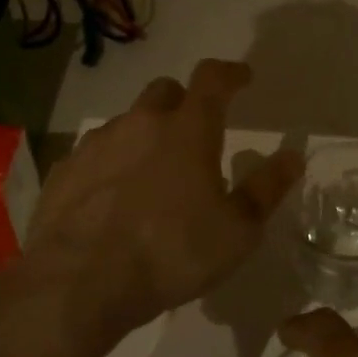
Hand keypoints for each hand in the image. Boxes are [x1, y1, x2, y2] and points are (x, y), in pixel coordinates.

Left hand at [19, 59, 303, 348]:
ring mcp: (97, 145)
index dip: (230, 73)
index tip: (242, 78)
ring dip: (145, 135)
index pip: (213, 79)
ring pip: (127, 122)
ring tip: (153, 173)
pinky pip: (96, 153)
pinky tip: (114, 198)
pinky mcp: (65, 171)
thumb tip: (292, 156)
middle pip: (165, 91)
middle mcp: (141, 123)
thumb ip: (267, 188)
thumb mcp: (238, 230)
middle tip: (196, 131)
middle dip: (184, 101)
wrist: (79, 284)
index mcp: (188, 130)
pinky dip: (112, 164)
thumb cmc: (172, 253)